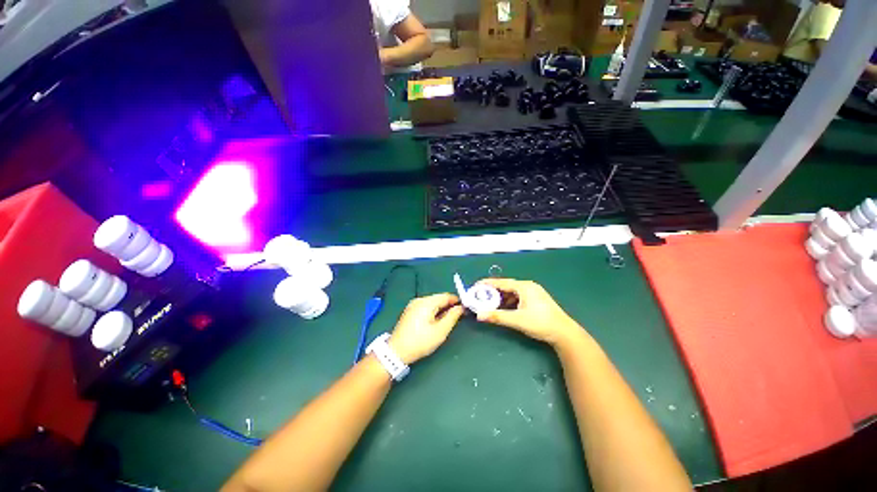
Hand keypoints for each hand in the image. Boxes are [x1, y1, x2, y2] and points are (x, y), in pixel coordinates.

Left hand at [388, 294, 463, 364]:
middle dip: (449, 305)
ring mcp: (413, 304)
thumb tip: (460, 308)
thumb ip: (452, 317)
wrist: (396, 351)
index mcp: (427, 302)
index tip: (465, 309)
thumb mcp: (440, 331)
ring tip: (447, 321)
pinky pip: (426, 307)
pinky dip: (433, 311)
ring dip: (441, 309)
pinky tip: (435, 321)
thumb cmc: (420, 342)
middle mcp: (419, 300)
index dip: (456, 301)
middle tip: (458, 316)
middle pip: (439, 298)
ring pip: (432, 303)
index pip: (446, 296)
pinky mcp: (410, 311)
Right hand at [475, 278, 581, 346]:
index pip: (501, 282)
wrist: (564, 333)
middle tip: (481, 298)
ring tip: (491, 305)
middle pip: (506, 286)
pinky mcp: (536, 299)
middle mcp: (528, 286)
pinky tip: (505, 309)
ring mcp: (533, 292)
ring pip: (512, 292)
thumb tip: (479, 315)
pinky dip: (509, 302)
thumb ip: (497, 316)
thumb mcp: (517, 320)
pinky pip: (518, 297)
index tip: (476, 286)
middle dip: (493, 292)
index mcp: (524, 287)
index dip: (487, 284)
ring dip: (501, 298)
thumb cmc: (541, 323)